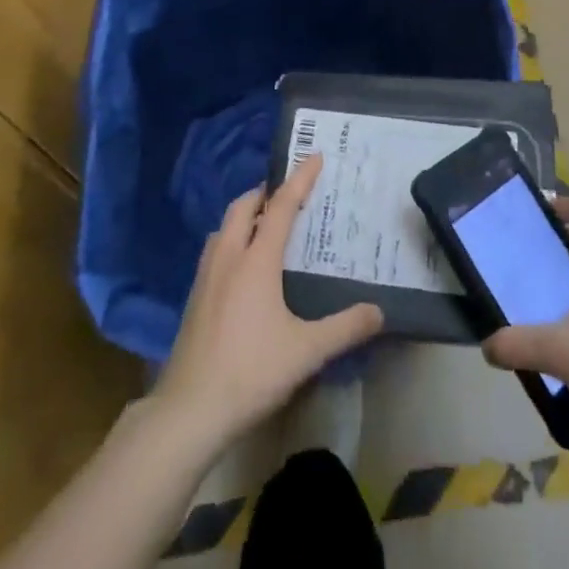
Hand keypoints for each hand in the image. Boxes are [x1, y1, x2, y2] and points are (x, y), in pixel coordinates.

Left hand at [153, 156, 383, 449]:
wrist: (188, 412)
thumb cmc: (250, 372)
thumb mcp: (306, 351)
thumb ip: (345, 328)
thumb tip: (379, 311)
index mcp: (256, 260)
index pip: (282, 206)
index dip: (300, 179)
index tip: (315, 156)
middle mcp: (229, 257)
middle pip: (244, 206)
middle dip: (266, 192)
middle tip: (289, 193)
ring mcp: (205, 276)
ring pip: (224, 227)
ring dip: (245, 215)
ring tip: (266, 225)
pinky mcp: (193, 298)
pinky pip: (215, 250)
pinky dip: (232, 240)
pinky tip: (242, 267)